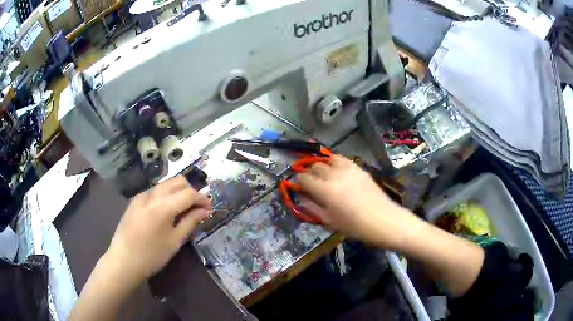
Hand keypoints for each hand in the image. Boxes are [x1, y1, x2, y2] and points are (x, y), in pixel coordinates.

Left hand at [105, 176, 209, 285]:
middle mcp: (151, 195)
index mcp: (162, 207)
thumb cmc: (152, 256)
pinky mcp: (135, 200)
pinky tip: (167, 210)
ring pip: (165, 184)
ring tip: (183, 208)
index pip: (188, 194)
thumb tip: (205, 211)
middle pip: (176, 182)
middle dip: (190, 191)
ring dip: (178, 191)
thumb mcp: (175, 241)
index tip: (209, 206)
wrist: (124, 261)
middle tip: (197, 207)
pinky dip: (166, 195)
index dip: (201, 198)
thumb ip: (190, 222)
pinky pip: (155, 191)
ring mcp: (141, 196)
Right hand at [297, 155, 420, 249]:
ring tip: (323, 174)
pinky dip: (335, 162)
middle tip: (310, 181)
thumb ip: (312, 208)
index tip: (298, 185)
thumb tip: (300, 198)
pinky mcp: (359, 168)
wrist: (385, 221)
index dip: (298, 181)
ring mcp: (348, 169)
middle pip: (315, 166)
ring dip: (322, 165)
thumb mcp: (330, 222)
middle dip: (309, 172)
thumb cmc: (356, 227)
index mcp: (325, 190)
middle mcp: (335, 175)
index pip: (304, 178)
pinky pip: (343, 159)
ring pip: (328, 159)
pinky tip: (337, 171)